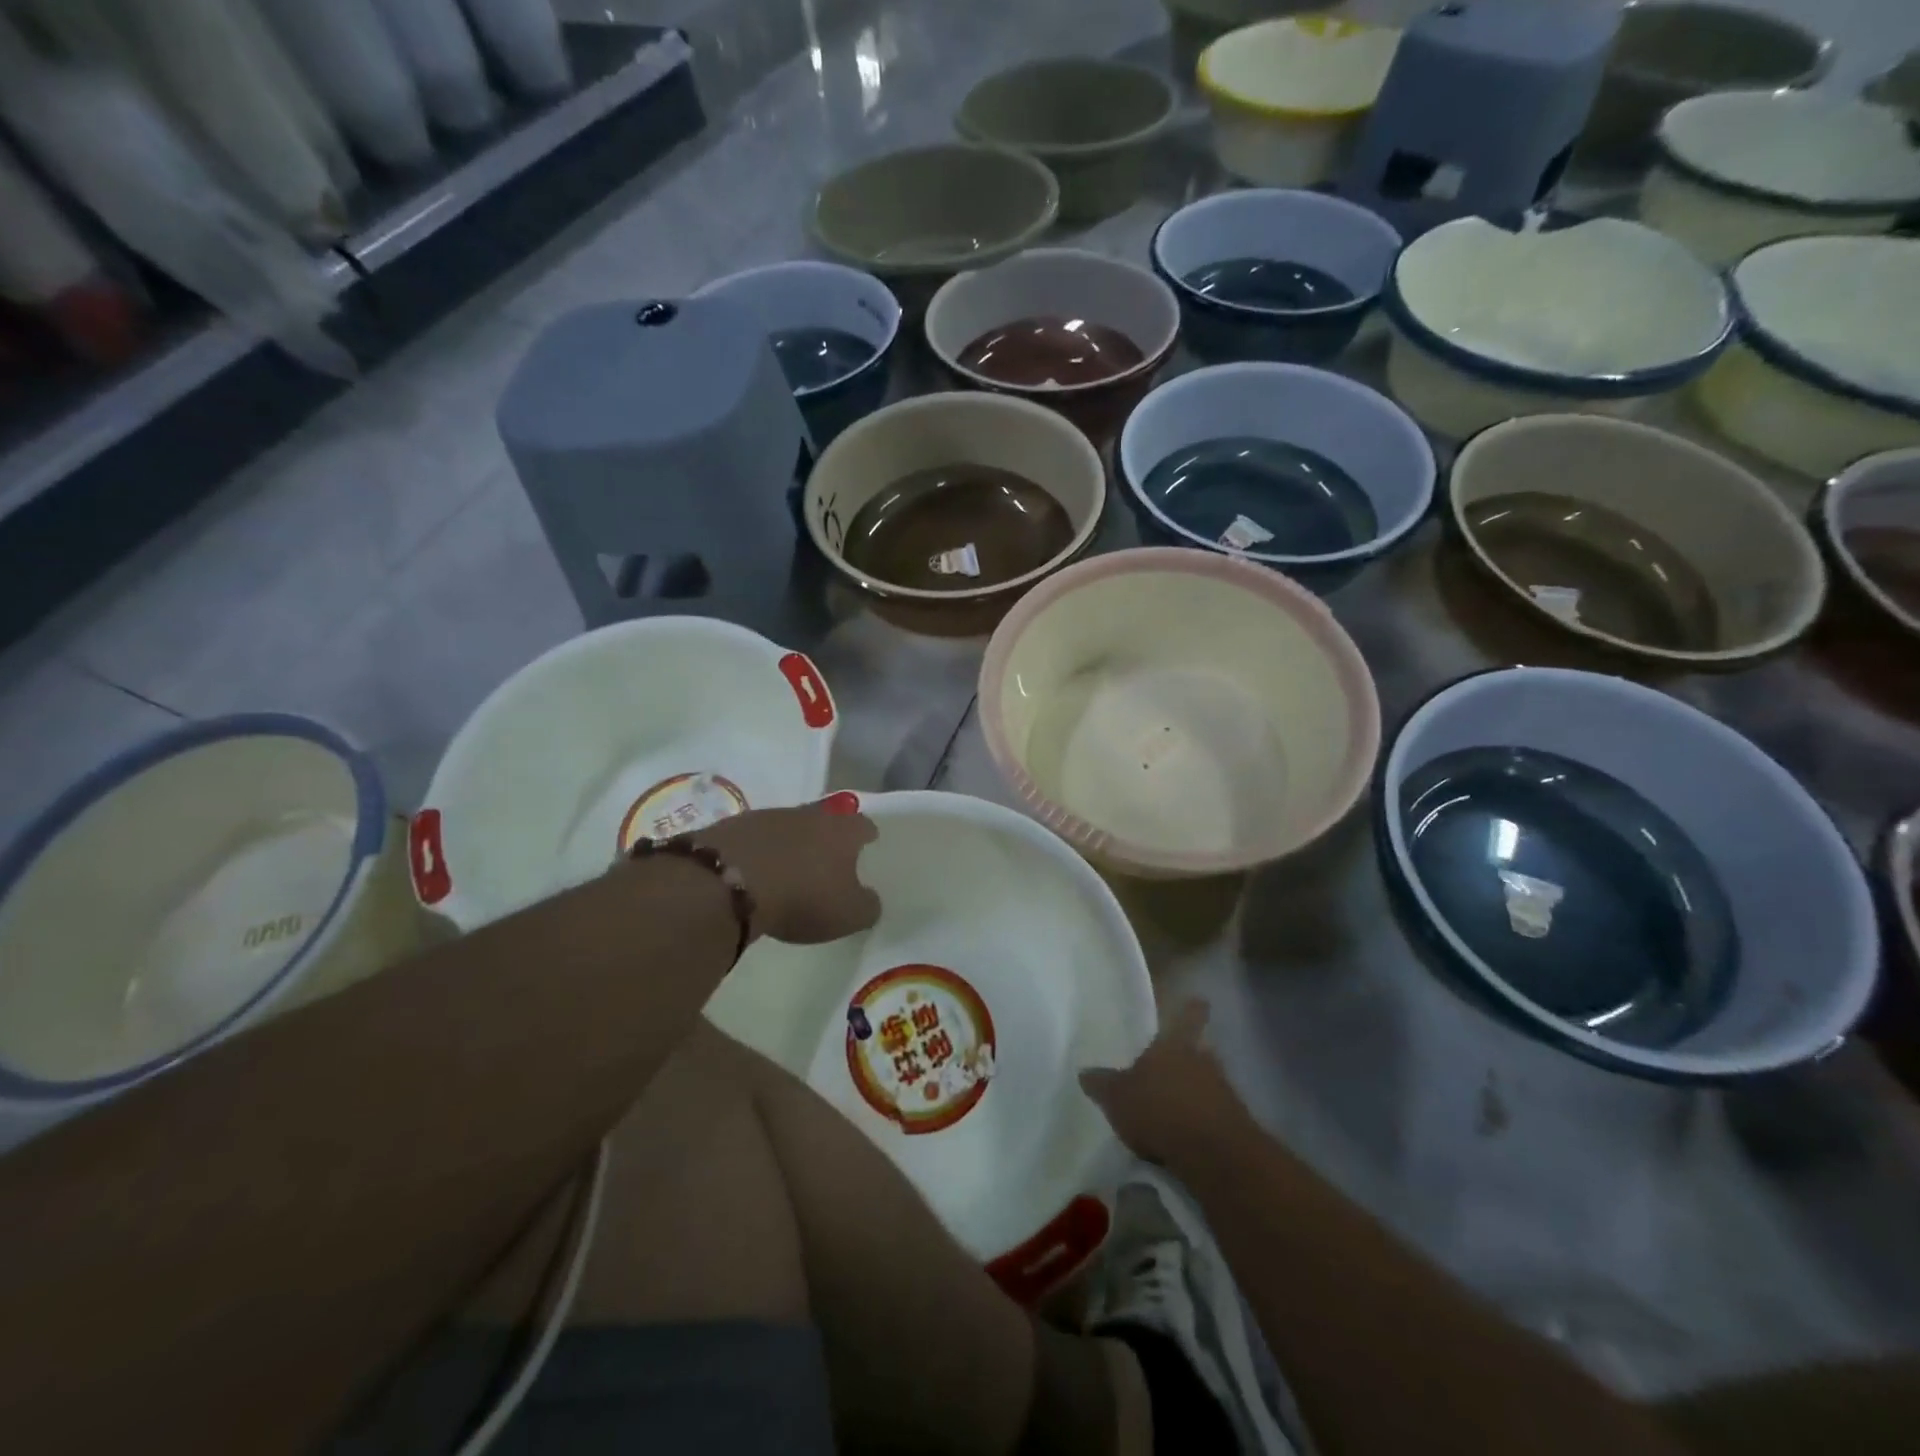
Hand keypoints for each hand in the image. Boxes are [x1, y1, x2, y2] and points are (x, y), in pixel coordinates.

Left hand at [691, 805, 880, 945]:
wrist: (727, 883)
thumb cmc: (802, 896)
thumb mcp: (848, 914)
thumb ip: (867, 906)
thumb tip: (871, 899)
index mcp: (842, 831)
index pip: (863, 825)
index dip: (867, 834)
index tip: (868, 843)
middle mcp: (809, 814)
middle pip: (825, 819)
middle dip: (828, 836)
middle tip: (828, 857)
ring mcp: (769, 817)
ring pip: (789, 826)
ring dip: (791, 843)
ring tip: (789, 867)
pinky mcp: (734, 827)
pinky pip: (756, 838)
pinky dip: (760, 851)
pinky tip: (756, 871)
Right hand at [1080, 1001, 1253, 1165]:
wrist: (1215, 1155)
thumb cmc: (1160, 1110)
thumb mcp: (1117, 1098)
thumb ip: (1102, 1084)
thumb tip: (1084, 1072)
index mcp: (1175, 1045)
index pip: (1188, 1017)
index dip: (1192, 1009)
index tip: (1199, 1000)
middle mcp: (1204, 1061)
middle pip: (1200, 1051)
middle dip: (1188, 1057)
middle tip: (1171, 1066)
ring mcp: (1224, 1092)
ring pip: (1207, 1082)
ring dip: (1194, 1091)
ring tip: (1173, 1107)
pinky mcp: (1234, 1124)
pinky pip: (1214, 1114)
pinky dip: (1201, 1120)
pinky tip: (1185, 1136)